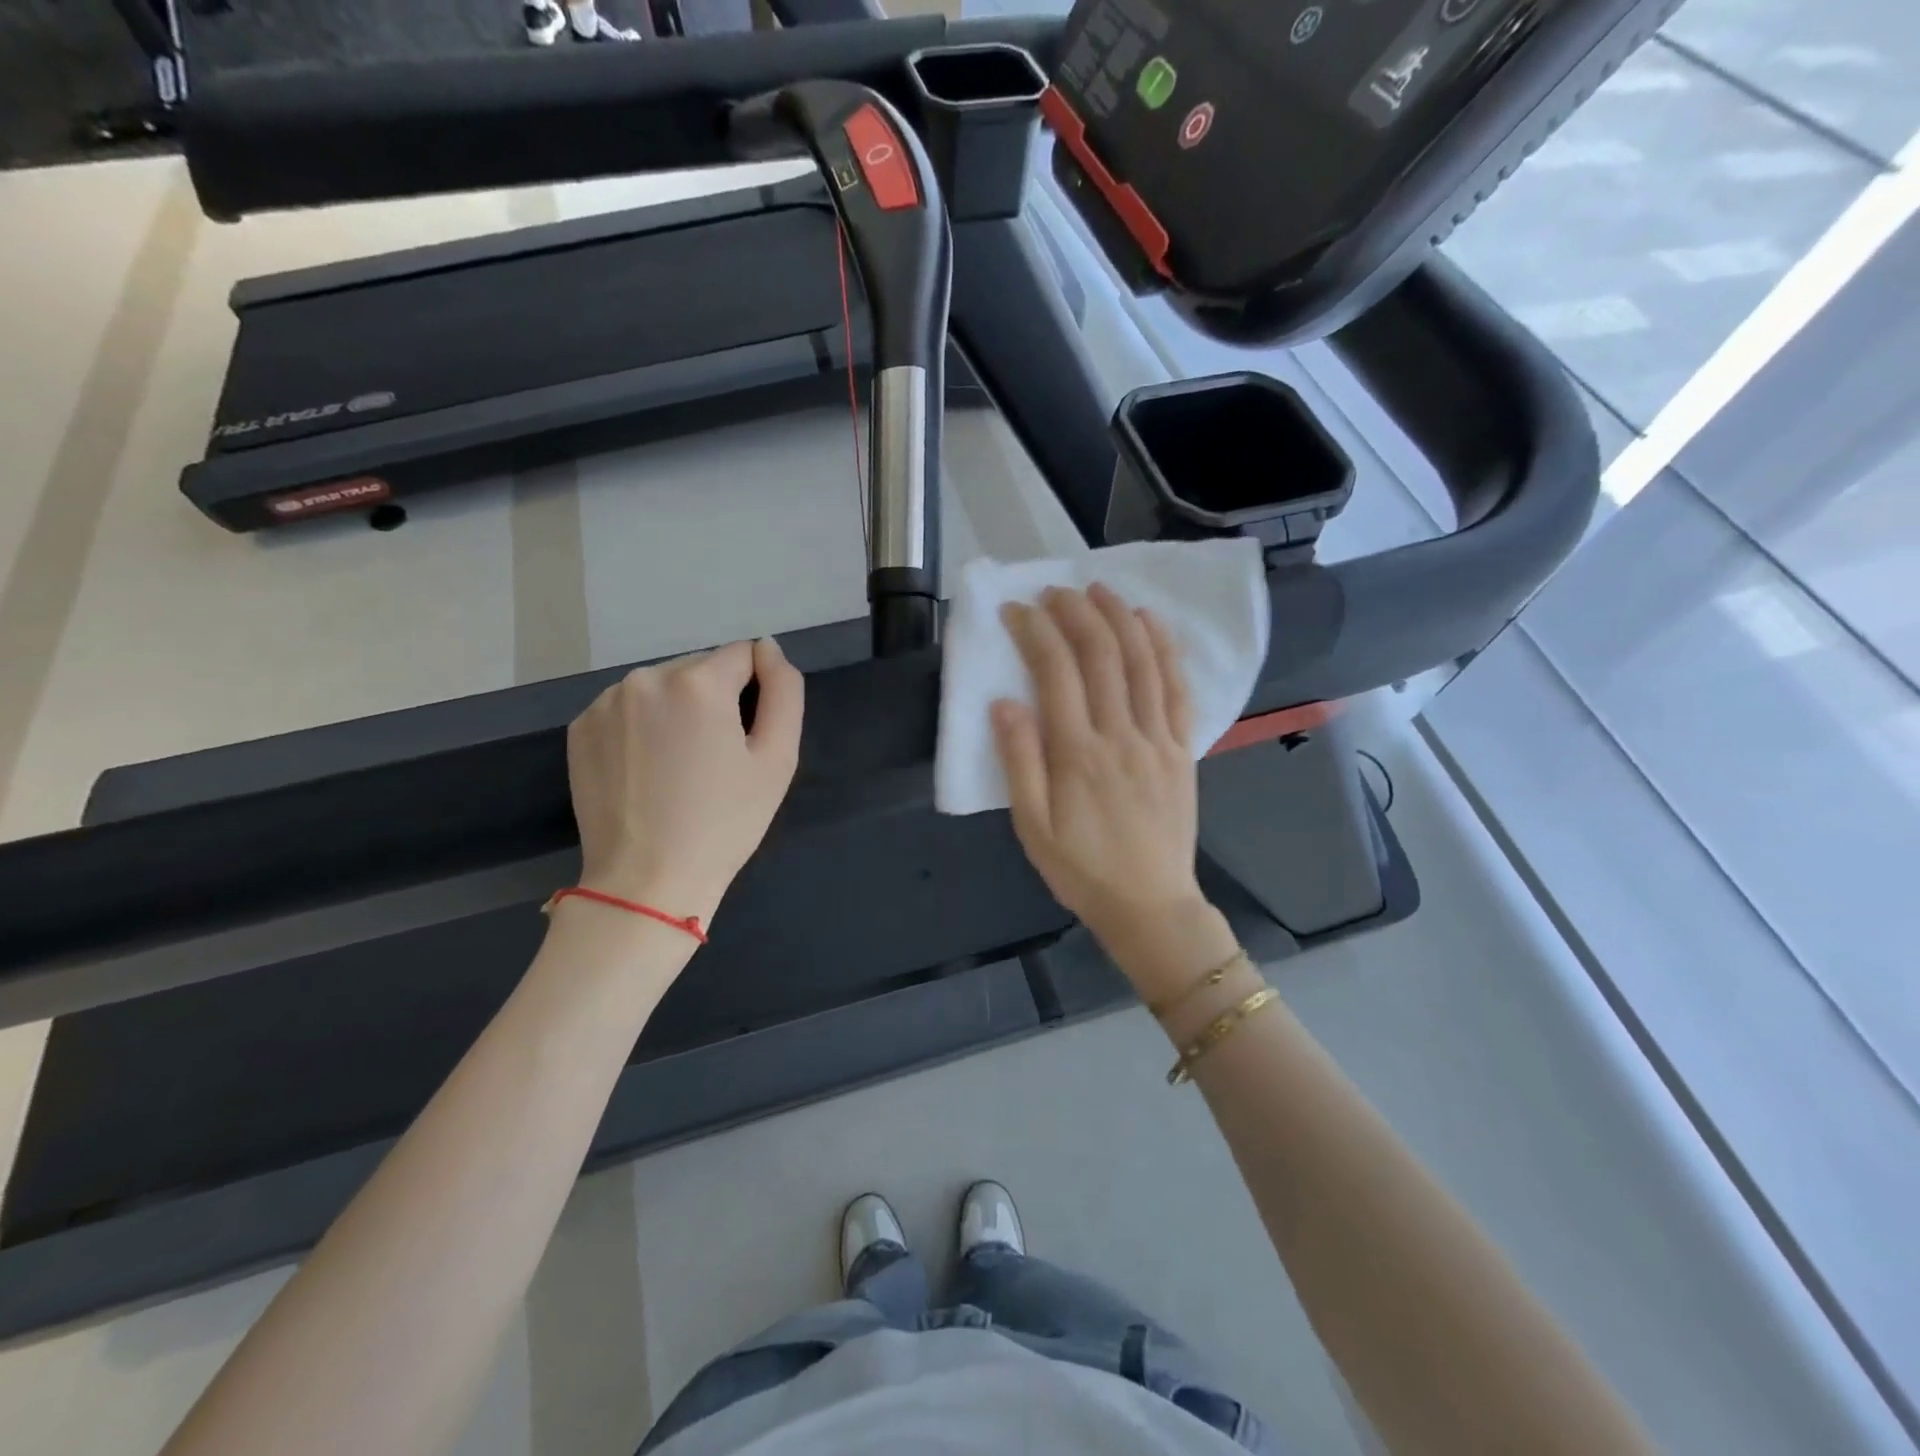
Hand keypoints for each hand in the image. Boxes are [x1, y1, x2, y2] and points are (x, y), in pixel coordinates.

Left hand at [567, 638, 802, 925]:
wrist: (647, 882)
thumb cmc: (725, 822)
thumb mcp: (778, 758)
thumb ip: (785, 690)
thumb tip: (767, 648)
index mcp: (696, 682)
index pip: (743, 656)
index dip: (757, 693)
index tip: (748, 738)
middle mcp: (645, 678)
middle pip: (701, 668)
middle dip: (716, 699)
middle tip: (717, 758)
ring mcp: (605, 702)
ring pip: (663, 687)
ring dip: (679, 710)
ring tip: (681, 767)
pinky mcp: (581, 728)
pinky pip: (629, 708)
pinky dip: (645, 726)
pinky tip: (648, 770)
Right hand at [992, 585, 1207, 959]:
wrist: (1150, 905)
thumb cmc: (1081, 869)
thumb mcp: (1032, 827)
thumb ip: (1019, 762)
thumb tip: (1003, 703)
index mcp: (1077, 754)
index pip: (1056, 673)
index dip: (1035, 632)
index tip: (1017, 611)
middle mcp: (1120, 735)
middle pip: (1101, 655)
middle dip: (1076, 613)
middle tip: (1055, 591)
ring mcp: (1157, 738)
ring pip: (1142, 662)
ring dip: (1120, 618)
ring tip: (1100, 589)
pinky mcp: (1182, 748)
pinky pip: (1177, 688)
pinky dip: (1165, 649)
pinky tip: (1152, 623)